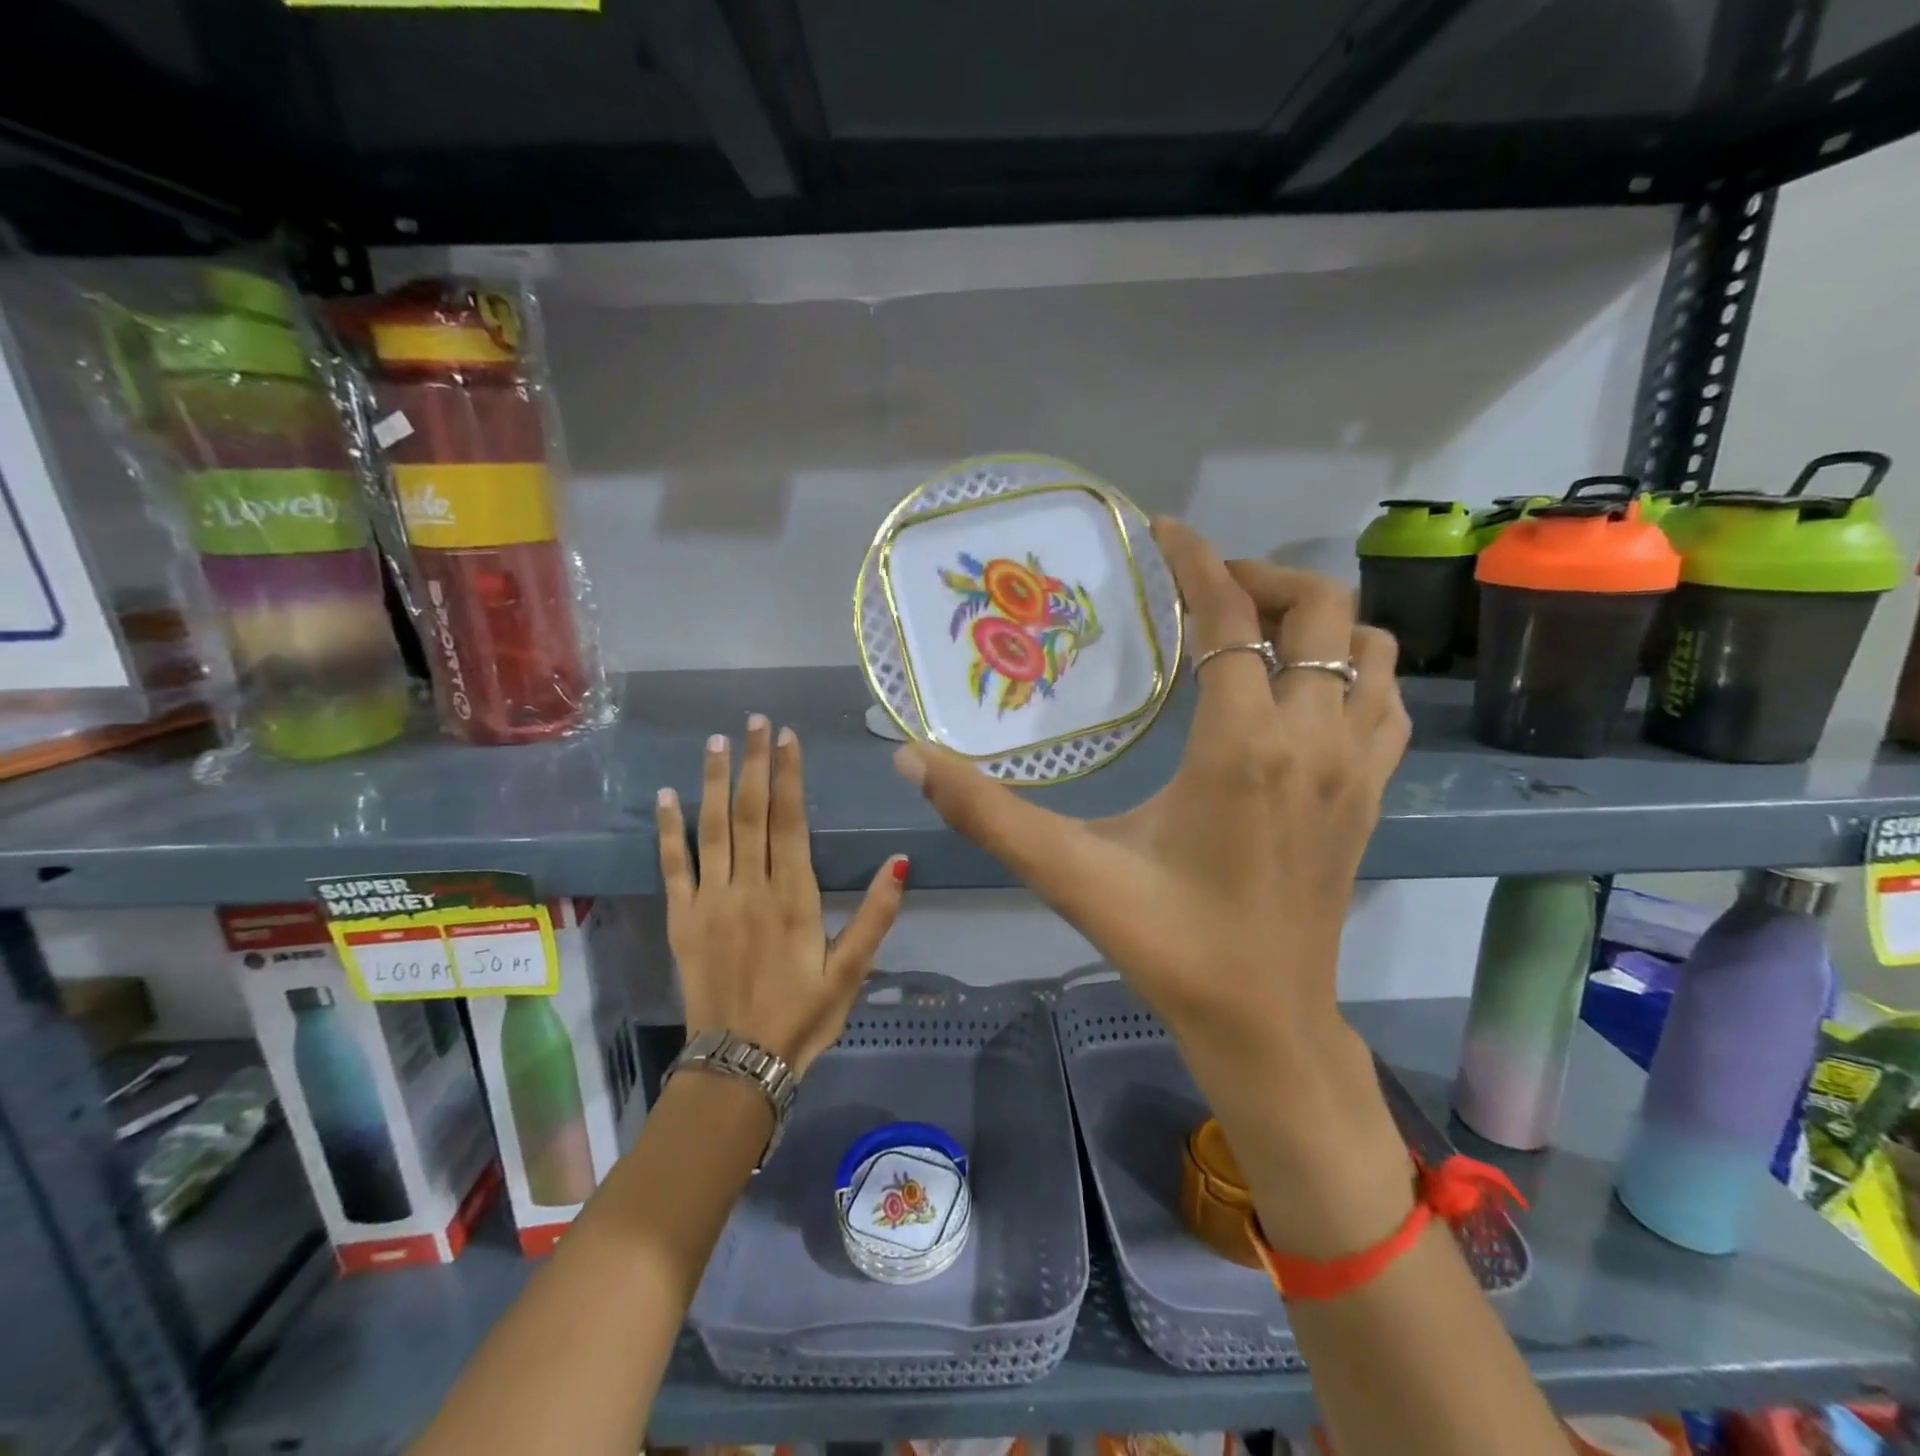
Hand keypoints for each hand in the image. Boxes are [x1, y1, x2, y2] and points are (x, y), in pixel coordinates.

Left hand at [657, 714, 906, 1077]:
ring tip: (717, 742)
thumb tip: (898, 862)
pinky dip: (668, 831)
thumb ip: (875, 915)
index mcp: (792, 897)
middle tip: (755, 721)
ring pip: (712, 829)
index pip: (790, 821)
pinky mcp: (682, 919)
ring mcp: (711, 901)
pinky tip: (667, 797)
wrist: (739, 1064)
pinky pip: (673, 867)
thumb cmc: (803, 1015)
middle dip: (754, 763)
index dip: (789, 776)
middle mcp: (750, 888)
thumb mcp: (851, 971)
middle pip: (750, 813)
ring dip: (713, 782)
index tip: (787, 737)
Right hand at [893, 522, 1412, 1246]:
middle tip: (1204, 589)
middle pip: (1323, 610)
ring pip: (1371, 649)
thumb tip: (910, 759)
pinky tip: (1300, 692)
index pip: (1232, 618)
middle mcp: (1315, 739)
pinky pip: (1386, 700)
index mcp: (1244, 746)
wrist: (1264, 1023)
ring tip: (1252, 631)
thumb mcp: (1068, 872)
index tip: (1165, 533)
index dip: (1199, 562)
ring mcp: (1357, 767)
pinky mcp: (1372, 795)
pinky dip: (1352, 670)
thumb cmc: (1168, 944)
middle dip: (1262, 578)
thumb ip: (985, 812)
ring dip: (1315, 621)